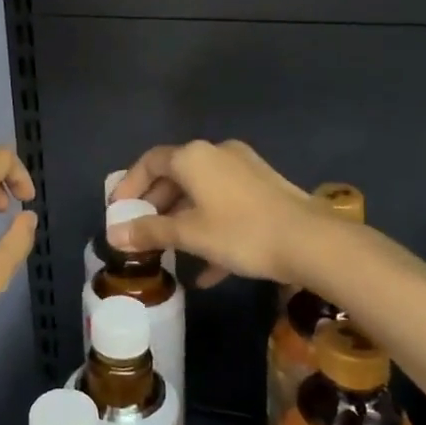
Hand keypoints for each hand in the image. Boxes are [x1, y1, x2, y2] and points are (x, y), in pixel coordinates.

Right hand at [108, 140, 314, 286]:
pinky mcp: (265, 189)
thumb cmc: (241, 232)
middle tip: (141, 231)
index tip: (118, 209)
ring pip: (202, 191)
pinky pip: (226, 204)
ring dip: (182, 218)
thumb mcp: (189, 234)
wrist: (312, 242)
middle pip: (176, 175)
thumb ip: (150, 232)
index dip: (130, 184)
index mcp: (194, 157)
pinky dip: (211, 227)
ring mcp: (244, 170)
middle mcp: (217, 154)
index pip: (150, 161)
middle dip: (155, 204)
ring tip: (169, 250)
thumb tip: (113, 234)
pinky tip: (207, 270)